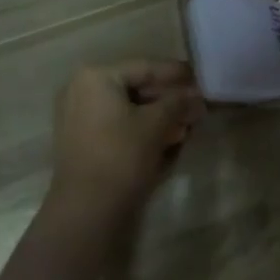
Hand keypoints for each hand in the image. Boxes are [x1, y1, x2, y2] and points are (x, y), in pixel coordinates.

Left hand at [47, 61, 202, 223]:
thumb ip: (177, 103)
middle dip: (169, 99)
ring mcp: (79, 118)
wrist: (86, 212)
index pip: (145, 68)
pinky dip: (142, 130)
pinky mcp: (83, 142)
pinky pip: (118, 126)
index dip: (176, 74)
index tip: (200, 77)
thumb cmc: (121, 156)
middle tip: (198, 105)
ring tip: (188, 125)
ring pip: (129, 109)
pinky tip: (169, 139)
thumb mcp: (156, 125)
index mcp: (96, 77)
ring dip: (160, 116)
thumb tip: (196, 95)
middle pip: (136, 88)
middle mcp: (82, 91)